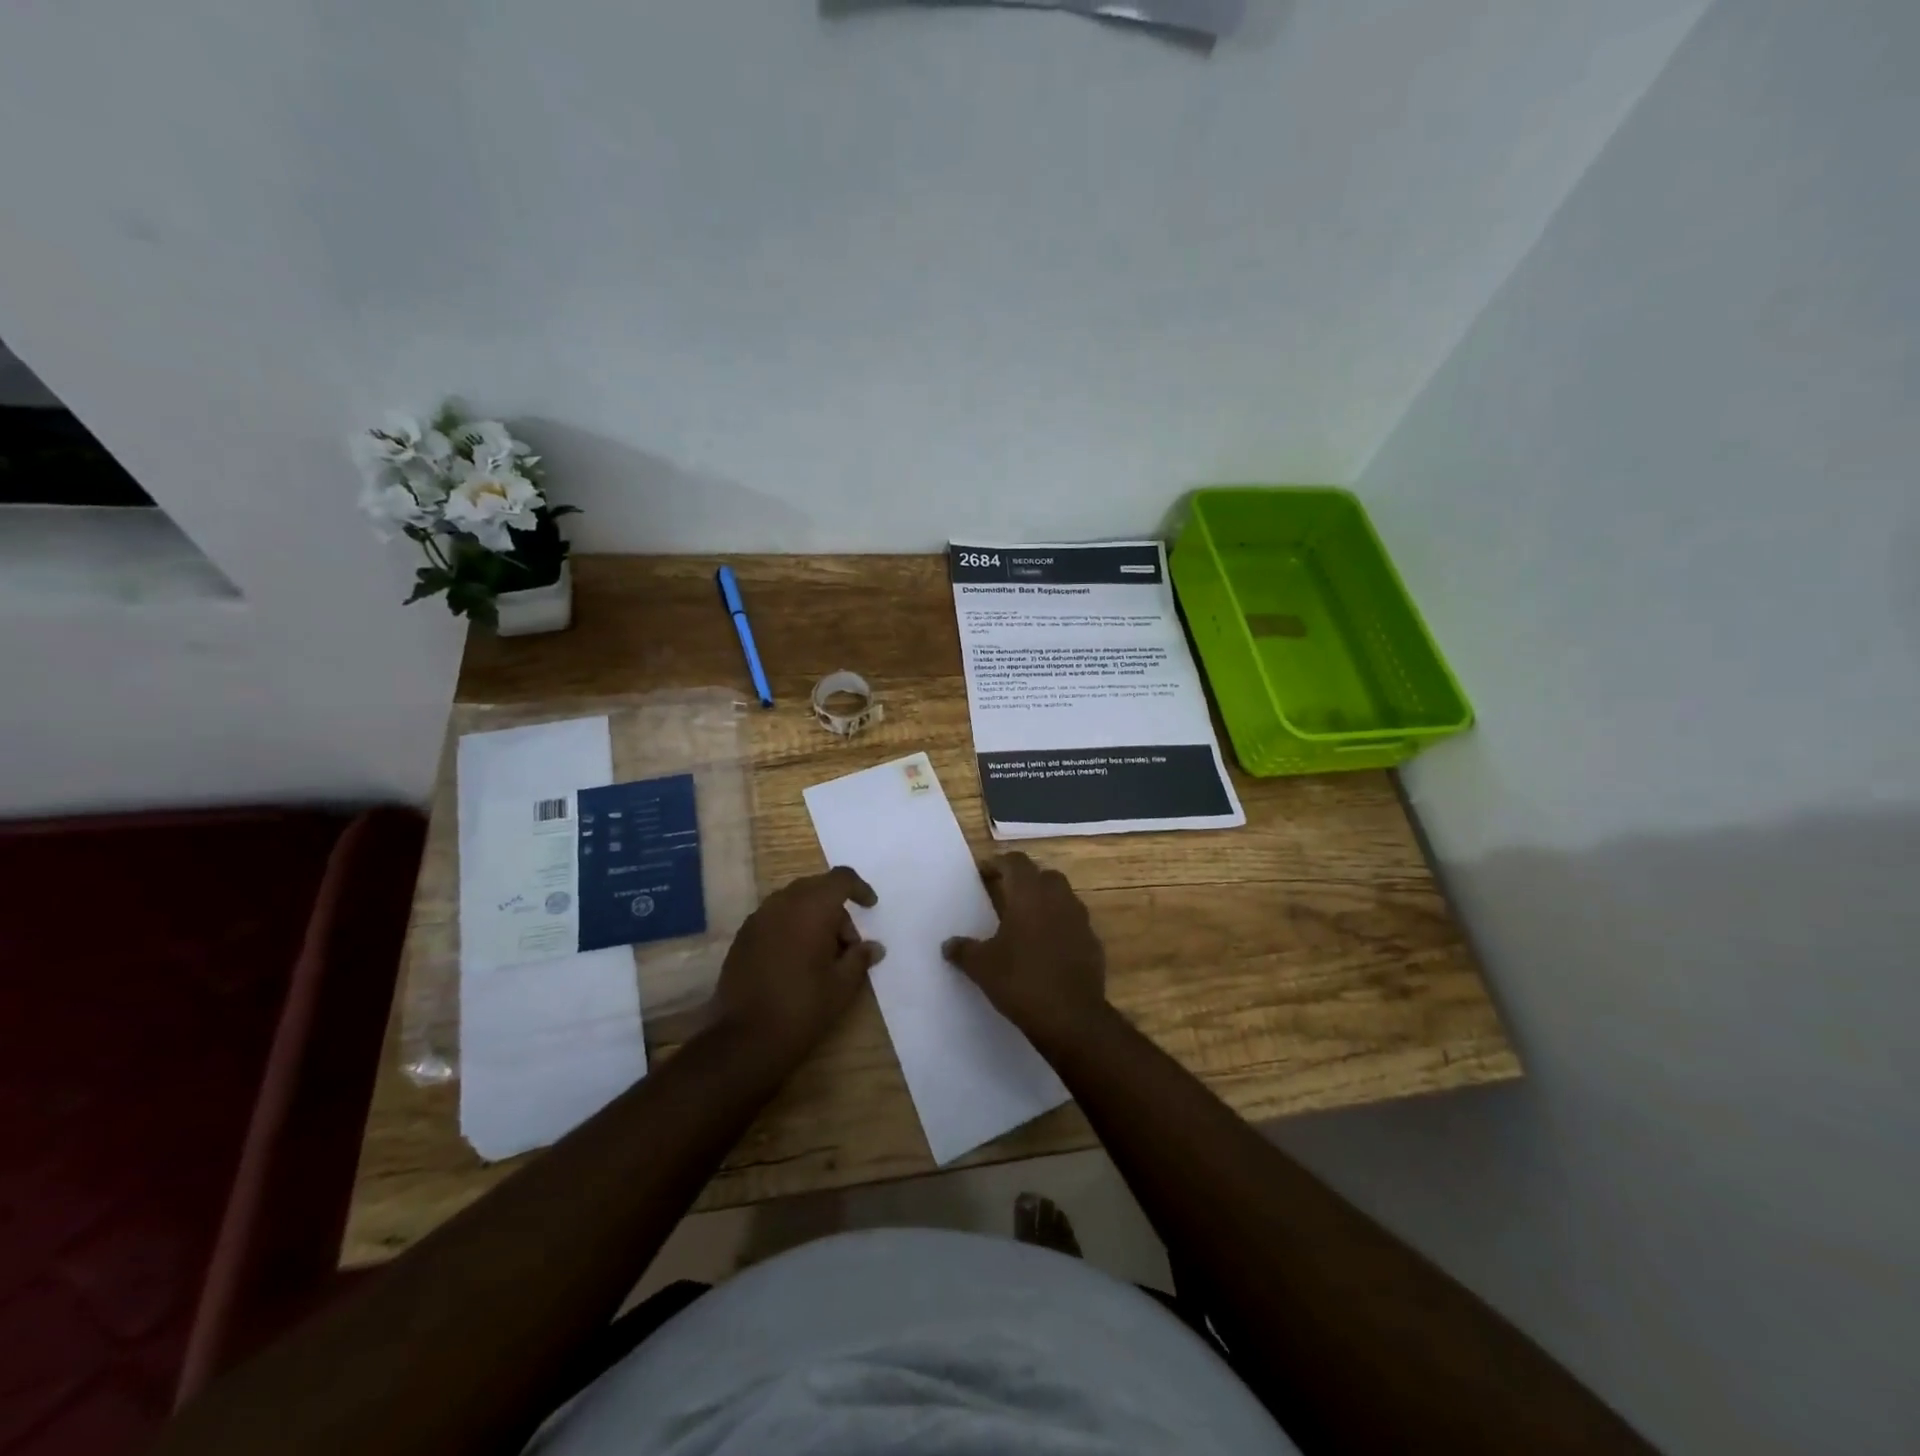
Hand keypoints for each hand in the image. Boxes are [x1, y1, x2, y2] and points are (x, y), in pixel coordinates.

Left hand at [713, 866, 883, 1060]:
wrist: (745, 1038)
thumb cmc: (803, 1008)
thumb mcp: (842, 985)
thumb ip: (860, 958)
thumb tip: (874, 947)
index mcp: (811, 908)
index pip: (841, 879)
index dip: (859, 888)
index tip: (871, 907)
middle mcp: (782, 903)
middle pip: (817, 888)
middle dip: (836, 908)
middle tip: (847, 944)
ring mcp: (758, 919)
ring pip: (793, 901)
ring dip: (813, 917)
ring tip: (822, 955)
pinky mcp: (742, 937)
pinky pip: (775, 918)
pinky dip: (791, 927)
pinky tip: (796, 960)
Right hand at [942, 852, 1106, 1043]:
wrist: (1072, 1017)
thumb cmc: (1021, 981)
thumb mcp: (982, 967)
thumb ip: (964, 950)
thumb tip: (948, 945)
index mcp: (1029, 895)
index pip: (1016, 862)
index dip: (999, 863)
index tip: (984, 873)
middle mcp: (1058, 898)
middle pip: (1043, 875)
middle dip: (1025, 880)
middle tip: (1006, 895)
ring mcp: (1080, 920)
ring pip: (1062, 897)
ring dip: (1045, 902)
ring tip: (1025, 922)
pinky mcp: (1093, 943)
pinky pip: (1073, 923)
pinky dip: (1060, 926)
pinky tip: (1046, 947)